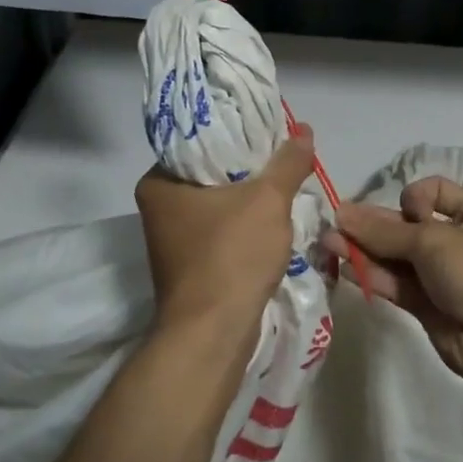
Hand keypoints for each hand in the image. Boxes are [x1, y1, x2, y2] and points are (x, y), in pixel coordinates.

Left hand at [134, 126, 314, 334]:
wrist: (213, 333)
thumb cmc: (231, 255)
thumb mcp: (268, 200)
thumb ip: (288, 163)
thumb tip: (304, 130)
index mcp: (158, 182)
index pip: (198, 139)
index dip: (236, 131)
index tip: (268, 128)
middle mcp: (158, 207)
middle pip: (211, 172)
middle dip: (248, 166)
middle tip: (282, 154)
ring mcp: (172, 239)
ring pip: (218, 202)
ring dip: (249, 197)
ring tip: (284, 181)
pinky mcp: (189, 264)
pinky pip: (221, 229)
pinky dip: (245, 223)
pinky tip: (273, 219)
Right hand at [323, 177, 462, 389]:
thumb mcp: (435, 241)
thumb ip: (385, 231)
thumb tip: (341, 213)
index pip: (434, 192)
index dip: (412, 199)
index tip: (407, 215)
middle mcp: (458, 242)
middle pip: (408, 226)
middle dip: (373, 225)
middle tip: (335, 225)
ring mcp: (443, 276)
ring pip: (397, 257)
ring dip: (364, 249)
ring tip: (328, 244)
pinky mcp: (428, 306)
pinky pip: (396, 284)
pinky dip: (372, 275)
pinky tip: (343, 266)